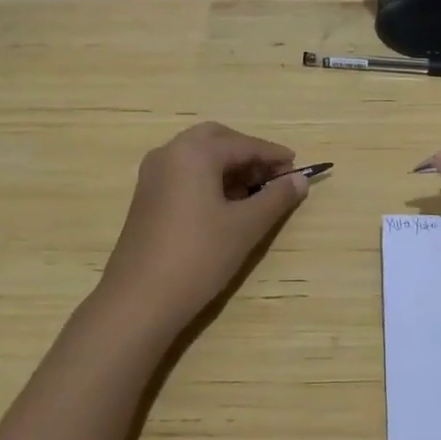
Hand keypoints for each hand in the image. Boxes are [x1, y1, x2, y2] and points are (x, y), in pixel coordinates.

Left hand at [99, 122, 310, 334]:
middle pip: (216, 139)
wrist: (140, 300)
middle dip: (248, 153)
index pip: (243, 144)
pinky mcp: (147, 197)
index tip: (298, 167)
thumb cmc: (199, 256)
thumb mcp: (246, 226)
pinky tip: (226, 205)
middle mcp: (169, 153)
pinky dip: (209, 178)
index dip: (273, 155)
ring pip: (198, 156)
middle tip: (273, 175)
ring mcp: (153, 175)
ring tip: (255, 192)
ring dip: (228, 166)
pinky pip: (184, 173)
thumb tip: (300, 179)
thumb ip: (276, 197)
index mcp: (194, 153)